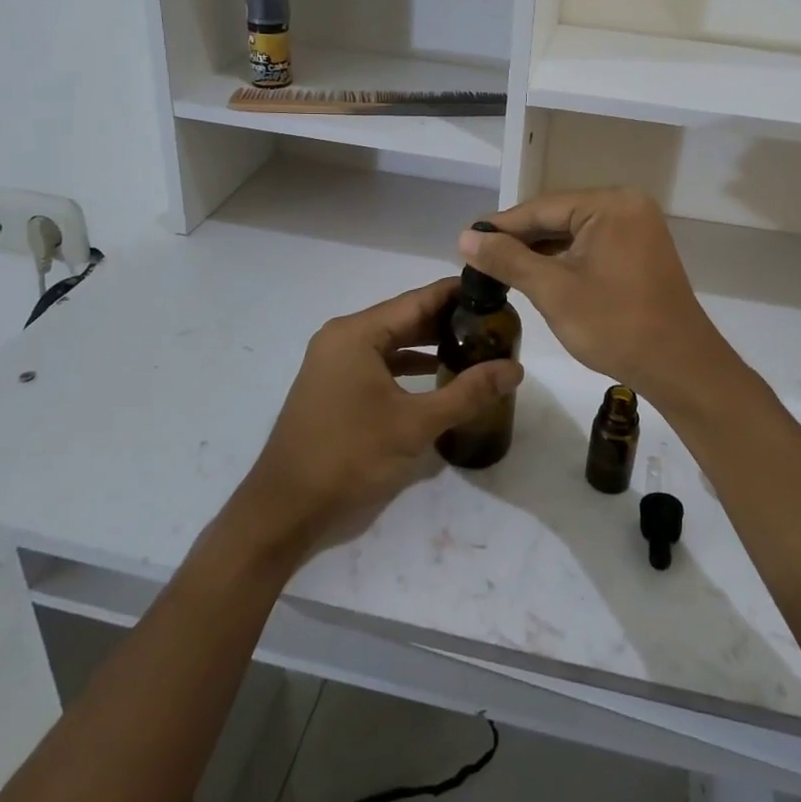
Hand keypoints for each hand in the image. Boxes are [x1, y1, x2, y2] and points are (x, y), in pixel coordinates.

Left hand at [229, 279, 522, 560]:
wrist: (285, 509)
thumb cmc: (349, 456)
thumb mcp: (415, 424)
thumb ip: (467, 392)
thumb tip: (515, 368)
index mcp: (357, 333)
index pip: (418, 300)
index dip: (457, 294)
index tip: (496, 293)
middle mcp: (343, 337)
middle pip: (405, 318)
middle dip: (448, 321)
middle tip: (494, 324)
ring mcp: (334, 361)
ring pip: (392, 341)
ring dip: (429, 344)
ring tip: (475, 346)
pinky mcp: (334, 385)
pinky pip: (378, 362)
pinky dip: (408, 365)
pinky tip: (439, 375)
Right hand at [460, 190, 738, 414]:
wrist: (680, 367)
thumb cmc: (615, 326)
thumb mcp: (554, 291)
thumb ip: (508, 259)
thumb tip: (465, 237)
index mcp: (610, 205)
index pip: (541, 208)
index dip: (500, 225)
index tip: (465, 240)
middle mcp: (627, 205)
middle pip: (559, 216)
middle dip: (520, 238)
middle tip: (478, 257)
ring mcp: (638, 227)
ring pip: (574, 231)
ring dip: (541, 250)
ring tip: (500, 267)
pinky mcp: (641, 250)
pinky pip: (592, 244)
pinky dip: (566, 258)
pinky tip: (538, 273)